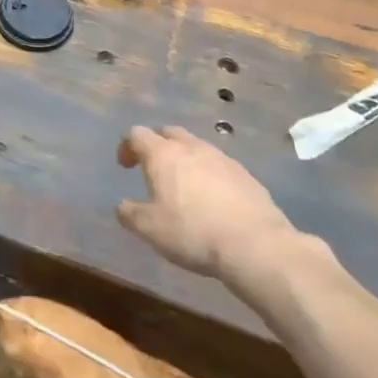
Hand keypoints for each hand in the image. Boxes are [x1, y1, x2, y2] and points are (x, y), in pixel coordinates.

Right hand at [117, 126, 329, 308]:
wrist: (255, 245)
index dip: (126, 146)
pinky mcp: (245, 175)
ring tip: (183, 184)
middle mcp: (192, 148)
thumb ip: (129, 213)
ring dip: (184, 158)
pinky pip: (218, 165)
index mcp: (163, 154)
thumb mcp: (149, 229)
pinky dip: (208, 173)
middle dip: (156, 145)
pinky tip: (212, 199)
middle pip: (168, 132)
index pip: (137, 134)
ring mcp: (222, 158)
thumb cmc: (192, 232)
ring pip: (196, 146)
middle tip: (152, 168)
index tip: (125, 167)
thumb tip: (123, 205)